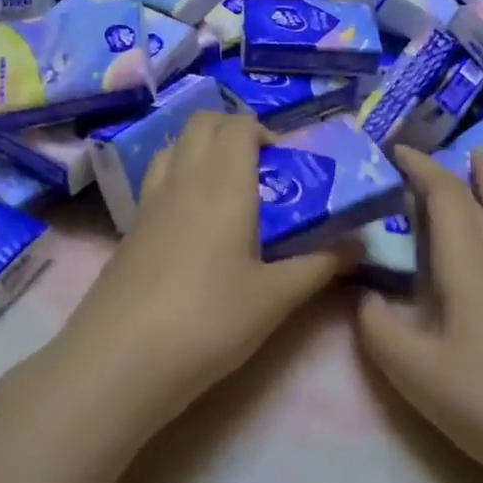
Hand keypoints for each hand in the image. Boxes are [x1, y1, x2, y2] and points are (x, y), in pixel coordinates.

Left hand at [51, 110, 346, 433]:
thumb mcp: (275, 298)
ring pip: (173, 148)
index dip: (263, 131)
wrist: (122, 359)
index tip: (286, 162)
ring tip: (226, 190)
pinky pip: (155, 182)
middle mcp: (182, 180)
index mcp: (222, 183)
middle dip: (232, 130)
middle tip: (260, 169)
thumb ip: (319, 266)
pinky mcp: (128, 231)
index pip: (237, 125)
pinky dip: (178, 180)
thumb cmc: (210, 319)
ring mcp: (148, 203)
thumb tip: (359, 246)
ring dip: (200, 151)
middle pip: (201, 124)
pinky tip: (192, 227)